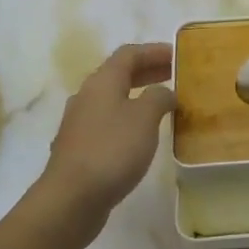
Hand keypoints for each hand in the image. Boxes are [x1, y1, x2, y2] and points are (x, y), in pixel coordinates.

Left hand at [34, 42, 176, 244]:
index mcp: (102, 82)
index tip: (178, 54)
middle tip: (174, 74)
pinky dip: (128, 118)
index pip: (129, 54)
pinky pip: (108, 121)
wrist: (71, 198)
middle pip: (119, 74)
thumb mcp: (144, 118)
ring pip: (112, 98)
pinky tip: (141, 134)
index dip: (154, 51)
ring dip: (138, 95)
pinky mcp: (79, 147)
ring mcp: (79, 122)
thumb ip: (158, 98)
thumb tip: (164, 92)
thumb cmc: (112, 150)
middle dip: (147, 71)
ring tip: (162, 104)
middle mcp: (87, 96)